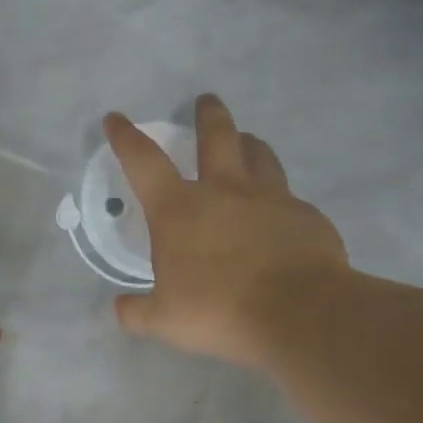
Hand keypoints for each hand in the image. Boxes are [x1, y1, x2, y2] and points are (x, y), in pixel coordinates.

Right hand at [106, 93, 348, 368]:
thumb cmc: (219, 311)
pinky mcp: (306, 216)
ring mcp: (271, 199)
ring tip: (246, 142)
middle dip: (207, 115)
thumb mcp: (164, 321)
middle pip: (216, 137)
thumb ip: (136, 312)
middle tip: (205, 101)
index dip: (126, 138)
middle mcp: (224, 191)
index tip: (116, 118)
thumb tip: (120, 308)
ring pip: (259, 155)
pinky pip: (289, 196)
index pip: (144, 162)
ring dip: (248, 143)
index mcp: (180, 210)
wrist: (300, 315)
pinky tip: (279, 213)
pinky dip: (278, 196)